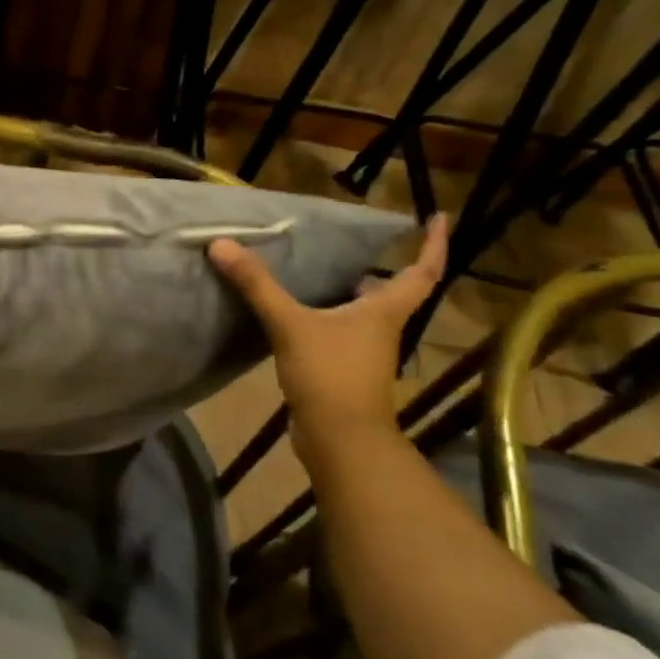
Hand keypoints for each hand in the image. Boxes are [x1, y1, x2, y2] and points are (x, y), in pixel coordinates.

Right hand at [207, 215, 447, 461]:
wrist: (339, 440)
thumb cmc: (330, 375)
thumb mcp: (290, 324)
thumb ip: (257, 285)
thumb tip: (222, 244)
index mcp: (384, 311)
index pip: (422, 272)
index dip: (433, 244)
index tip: (438, 218)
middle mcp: (381, 329)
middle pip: (391, 293)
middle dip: (381, 268)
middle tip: (354, 244)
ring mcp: (364, 352)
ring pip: (361, 314)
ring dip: (348, 292)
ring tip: (319, 270)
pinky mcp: (343, 370)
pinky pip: (337, 333)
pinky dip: (324, 317)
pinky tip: (295, 313)